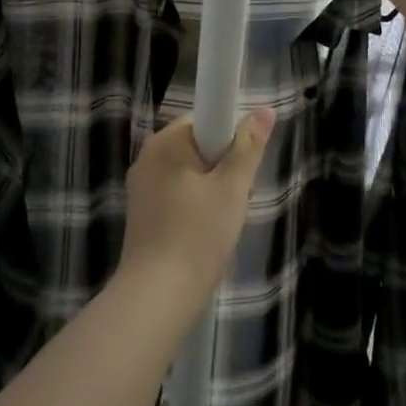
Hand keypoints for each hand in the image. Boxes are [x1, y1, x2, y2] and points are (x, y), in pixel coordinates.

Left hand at [118, 110, 275, 303]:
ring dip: (211, 190)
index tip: (240, 168)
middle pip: (197, 147)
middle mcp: (147, 157)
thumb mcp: (232, 189)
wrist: (157, 296)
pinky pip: (176, 195)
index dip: (229, 138)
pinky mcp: (141, 213)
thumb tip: (264, 109)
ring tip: (222, 222)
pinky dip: (194, 207)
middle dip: (222, 168)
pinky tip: (204, 234)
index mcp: (165, 142)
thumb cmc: (198, 235)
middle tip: (236, 199)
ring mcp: (140, 186)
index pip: (204, 119)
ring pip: (188, 174)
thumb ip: (248, 147)